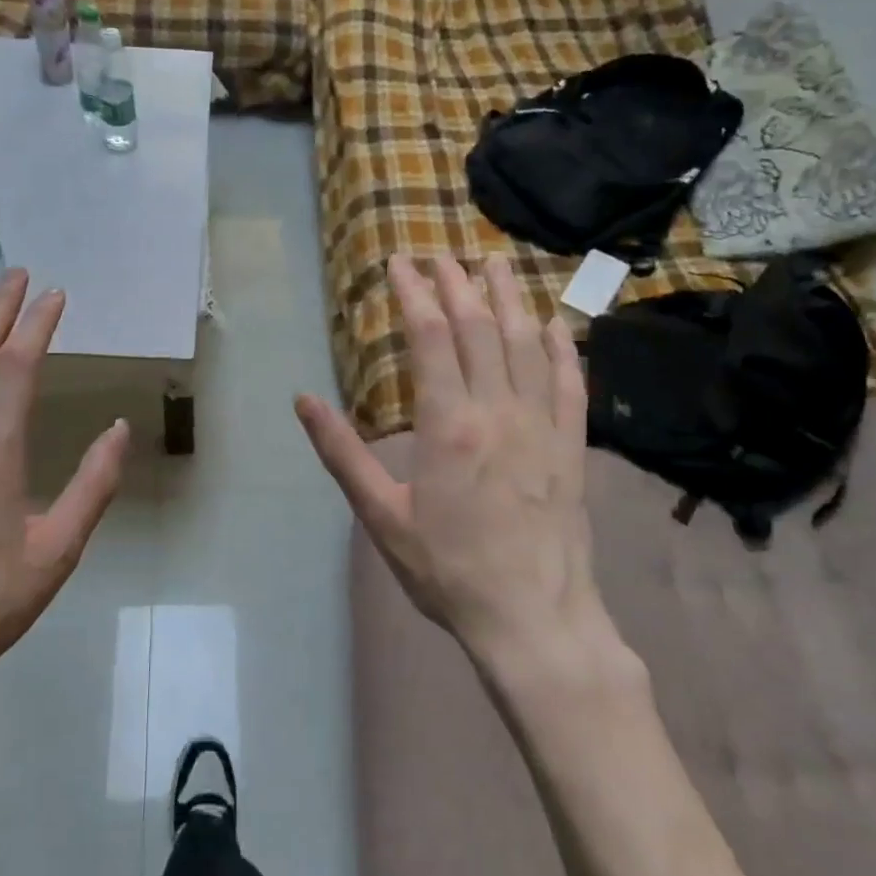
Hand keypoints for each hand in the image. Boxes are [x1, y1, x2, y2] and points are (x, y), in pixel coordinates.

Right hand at [296, 253, 595, 657]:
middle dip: (456, 284)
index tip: (400, 263)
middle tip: (440, 255)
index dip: (413, 294)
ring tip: (494, 263)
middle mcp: (498, 410)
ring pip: (525, 342)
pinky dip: (559, 345)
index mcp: (448, 424)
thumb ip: (342, 453)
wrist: (534, 620)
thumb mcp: (381, 516)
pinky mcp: (572, 445)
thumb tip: (303, 400)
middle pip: (478, 328)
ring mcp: (542, 424)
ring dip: (508, 297)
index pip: (429, 338)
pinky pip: (569, 381)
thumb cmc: (448, 570)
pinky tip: (551, 322)